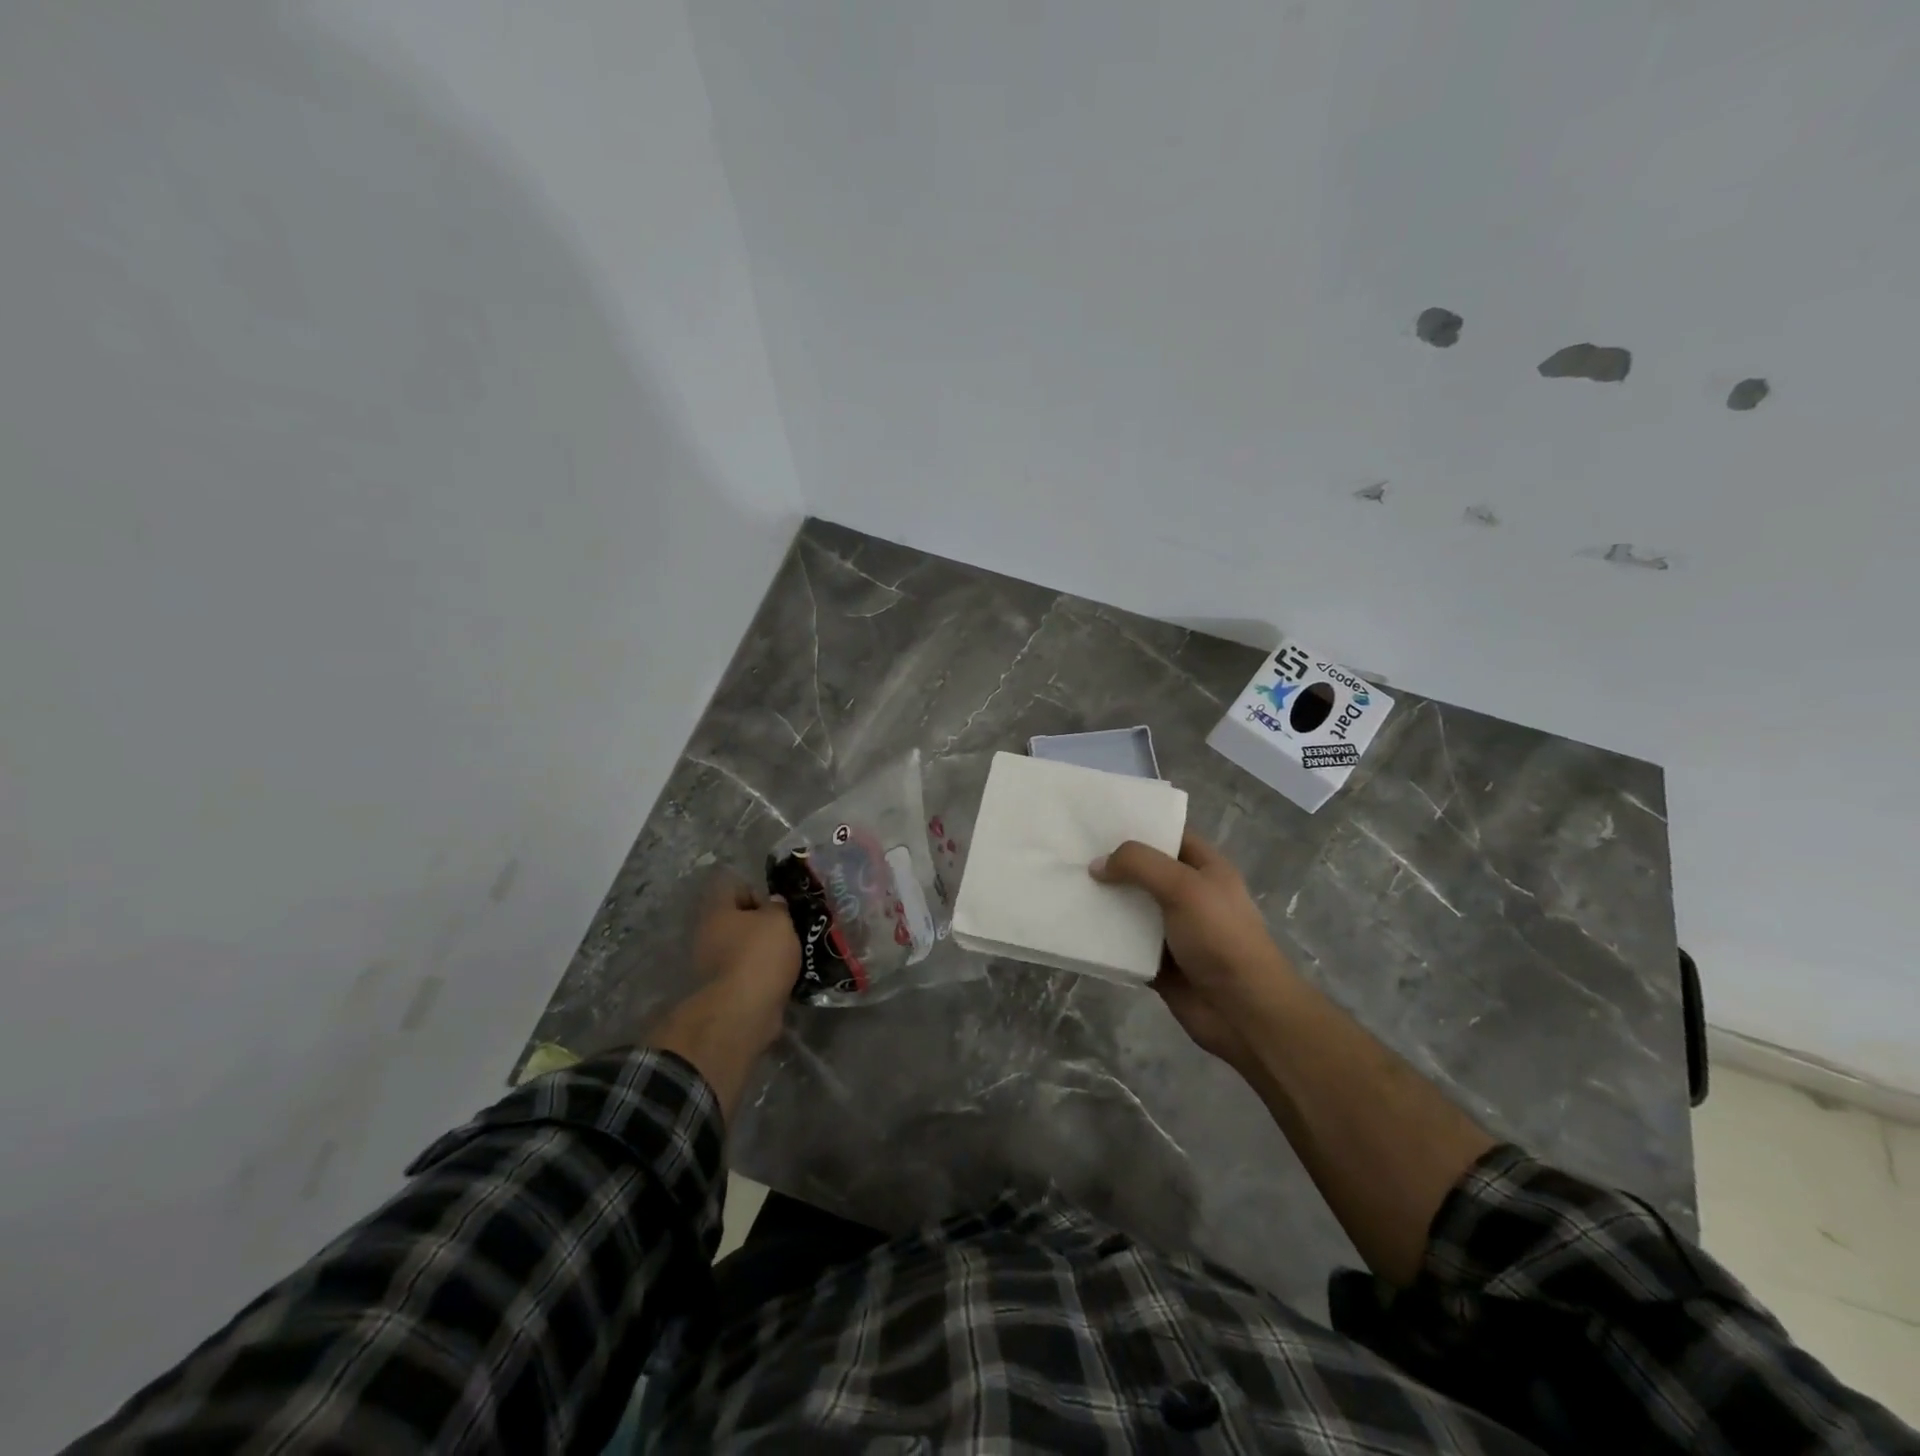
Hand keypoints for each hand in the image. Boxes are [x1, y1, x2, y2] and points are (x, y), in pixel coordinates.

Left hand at [688, 873, 801, 1044]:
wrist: (745, 1011)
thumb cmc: (760, 954)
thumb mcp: (778, 920)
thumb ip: (777, 907)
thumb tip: (773, 903)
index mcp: (717, 912)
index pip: (733, 888)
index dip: (757, 891)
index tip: (778, 905)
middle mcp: (708, 936)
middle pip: (737, 920)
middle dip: (762, 924)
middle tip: (788, 928)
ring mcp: (713, 966)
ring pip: (742, 948)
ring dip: (763, 950)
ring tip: (791, 954)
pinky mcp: (724, 991)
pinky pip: (747, 972)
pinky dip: (762, 973)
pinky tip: (783, 976)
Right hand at [1090, 831, 1297, 1069]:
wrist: (1243, 1012)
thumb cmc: (1221, 938)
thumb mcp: (1184, 887)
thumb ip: (1140, 865)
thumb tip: (1097, 865)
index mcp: (1205, 869)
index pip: (1169, 836)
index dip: (1139, 826)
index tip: (1097, 820)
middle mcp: (1189, 895)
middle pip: (1144, 871)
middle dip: (1112, 863)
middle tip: (1070, 851)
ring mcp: (1172, 930)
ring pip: (1130, 908)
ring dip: (1103, 901)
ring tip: (1064, 885)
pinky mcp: (1157, 962)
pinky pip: (1124, 944)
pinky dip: (1104, 939)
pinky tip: (1073, 926)